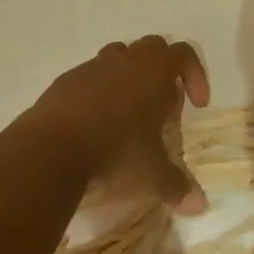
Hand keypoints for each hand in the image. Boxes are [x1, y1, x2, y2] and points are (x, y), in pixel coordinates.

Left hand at [32, 36, 210, 213]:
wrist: (52, 148)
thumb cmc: (115, 151)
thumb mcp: (152, 175)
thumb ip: (178, 186)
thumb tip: (200, 206)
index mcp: (154, 72)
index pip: (184, 54)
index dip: (196, 74)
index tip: (197, 105)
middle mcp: (126, 61)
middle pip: (153, 47)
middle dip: (162, 70)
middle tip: (161, 106)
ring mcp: (93, 68)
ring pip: (119, 56)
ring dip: (129, 76)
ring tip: (127, 113)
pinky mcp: (66, 81)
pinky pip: (89, 77)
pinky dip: (98, 92)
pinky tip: (94, 124)